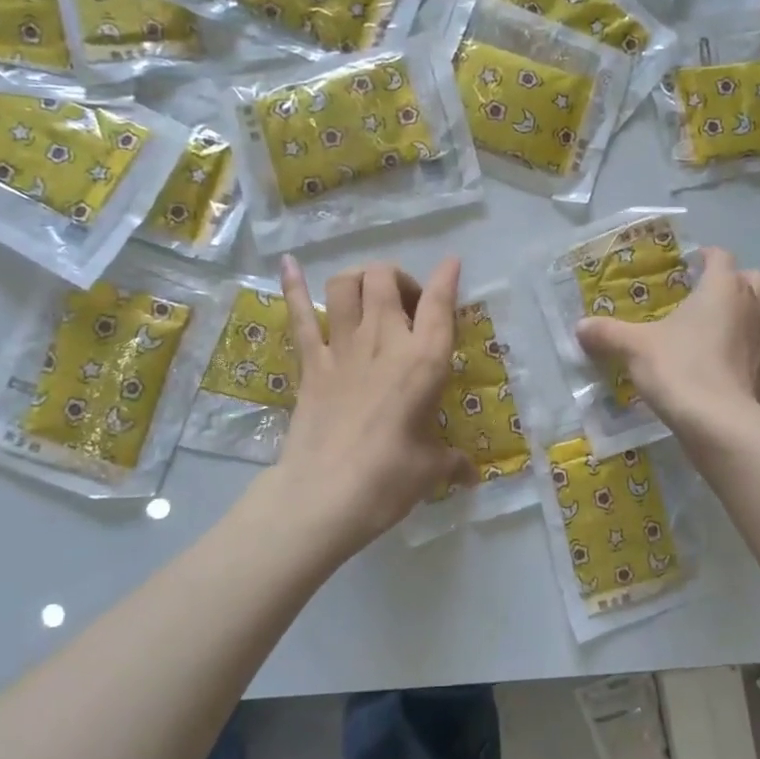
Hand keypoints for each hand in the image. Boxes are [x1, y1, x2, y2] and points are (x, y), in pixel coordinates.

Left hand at [274, 254, 473, 554]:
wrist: (325, 495)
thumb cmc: (389, 479)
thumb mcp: (431, 469)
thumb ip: (452, 463)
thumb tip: (470, 475)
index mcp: (424, 361)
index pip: (440, 304)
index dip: (447, 277)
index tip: (451, 263)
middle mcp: (384, 341)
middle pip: (385, 279)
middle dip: (398, 279)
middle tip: (406, 306)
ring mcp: (342, 348)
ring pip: (346, 285)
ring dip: (359, 279)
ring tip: (367, 294)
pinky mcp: (311, 364)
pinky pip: (300, 316)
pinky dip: (293, 287)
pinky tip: (288, 265)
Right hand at [575, 247, 759, 440]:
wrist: (717, 423)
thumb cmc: (678, 369)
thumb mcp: (633, 347)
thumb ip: (607, 333)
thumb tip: (580, 326)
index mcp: (723, 288)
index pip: (720, 257)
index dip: (705, 258)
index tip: (688, 267)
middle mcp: (755, 306)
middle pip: (755, 279)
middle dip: (737, 283)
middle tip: (709, 298)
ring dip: (755, 317)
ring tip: (729, 330)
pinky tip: (748, 368)